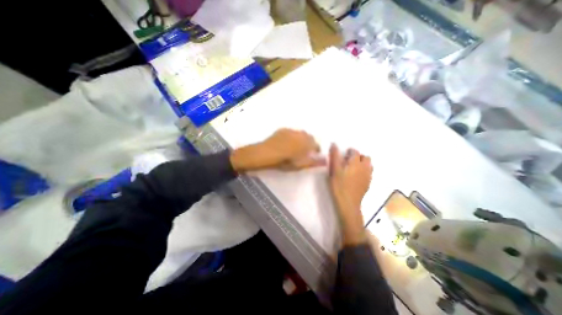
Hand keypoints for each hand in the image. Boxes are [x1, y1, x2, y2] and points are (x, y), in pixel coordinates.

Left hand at [228, 128, 324, 171]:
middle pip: (309, 137)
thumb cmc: (284, 161)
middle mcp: (300, 134)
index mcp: (306, 142)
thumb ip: (314, 162)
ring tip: (295, 147)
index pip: (316, 144)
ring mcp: (291, 130)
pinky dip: (292, 137)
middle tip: (304, 151)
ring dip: (301, 139)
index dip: (316, 149)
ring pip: (300, 134)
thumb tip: (326, 160)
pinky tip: (287, 142)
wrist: (266, 153)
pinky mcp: (282, 130)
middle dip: (309, 143)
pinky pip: (291, 132)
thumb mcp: (300, 164)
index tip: (314, 153)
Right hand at [331, 144, 372, 244]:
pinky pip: (369, 173)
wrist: (348, 203)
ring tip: (353, 168)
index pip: (355, 152)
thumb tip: (334, 144)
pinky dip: (364, 171)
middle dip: (358, 156)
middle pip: (365, 157)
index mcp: (356, 163)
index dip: (349, 151)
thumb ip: (334, 156)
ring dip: (362, 163)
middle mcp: (365, 167)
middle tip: (348, 161)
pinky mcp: (368, 184)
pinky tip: (356, 177)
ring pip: (369, 165)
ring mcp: (368, 176)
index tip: (343, 155)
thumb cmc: (338, 185)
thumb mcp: (334, 170)